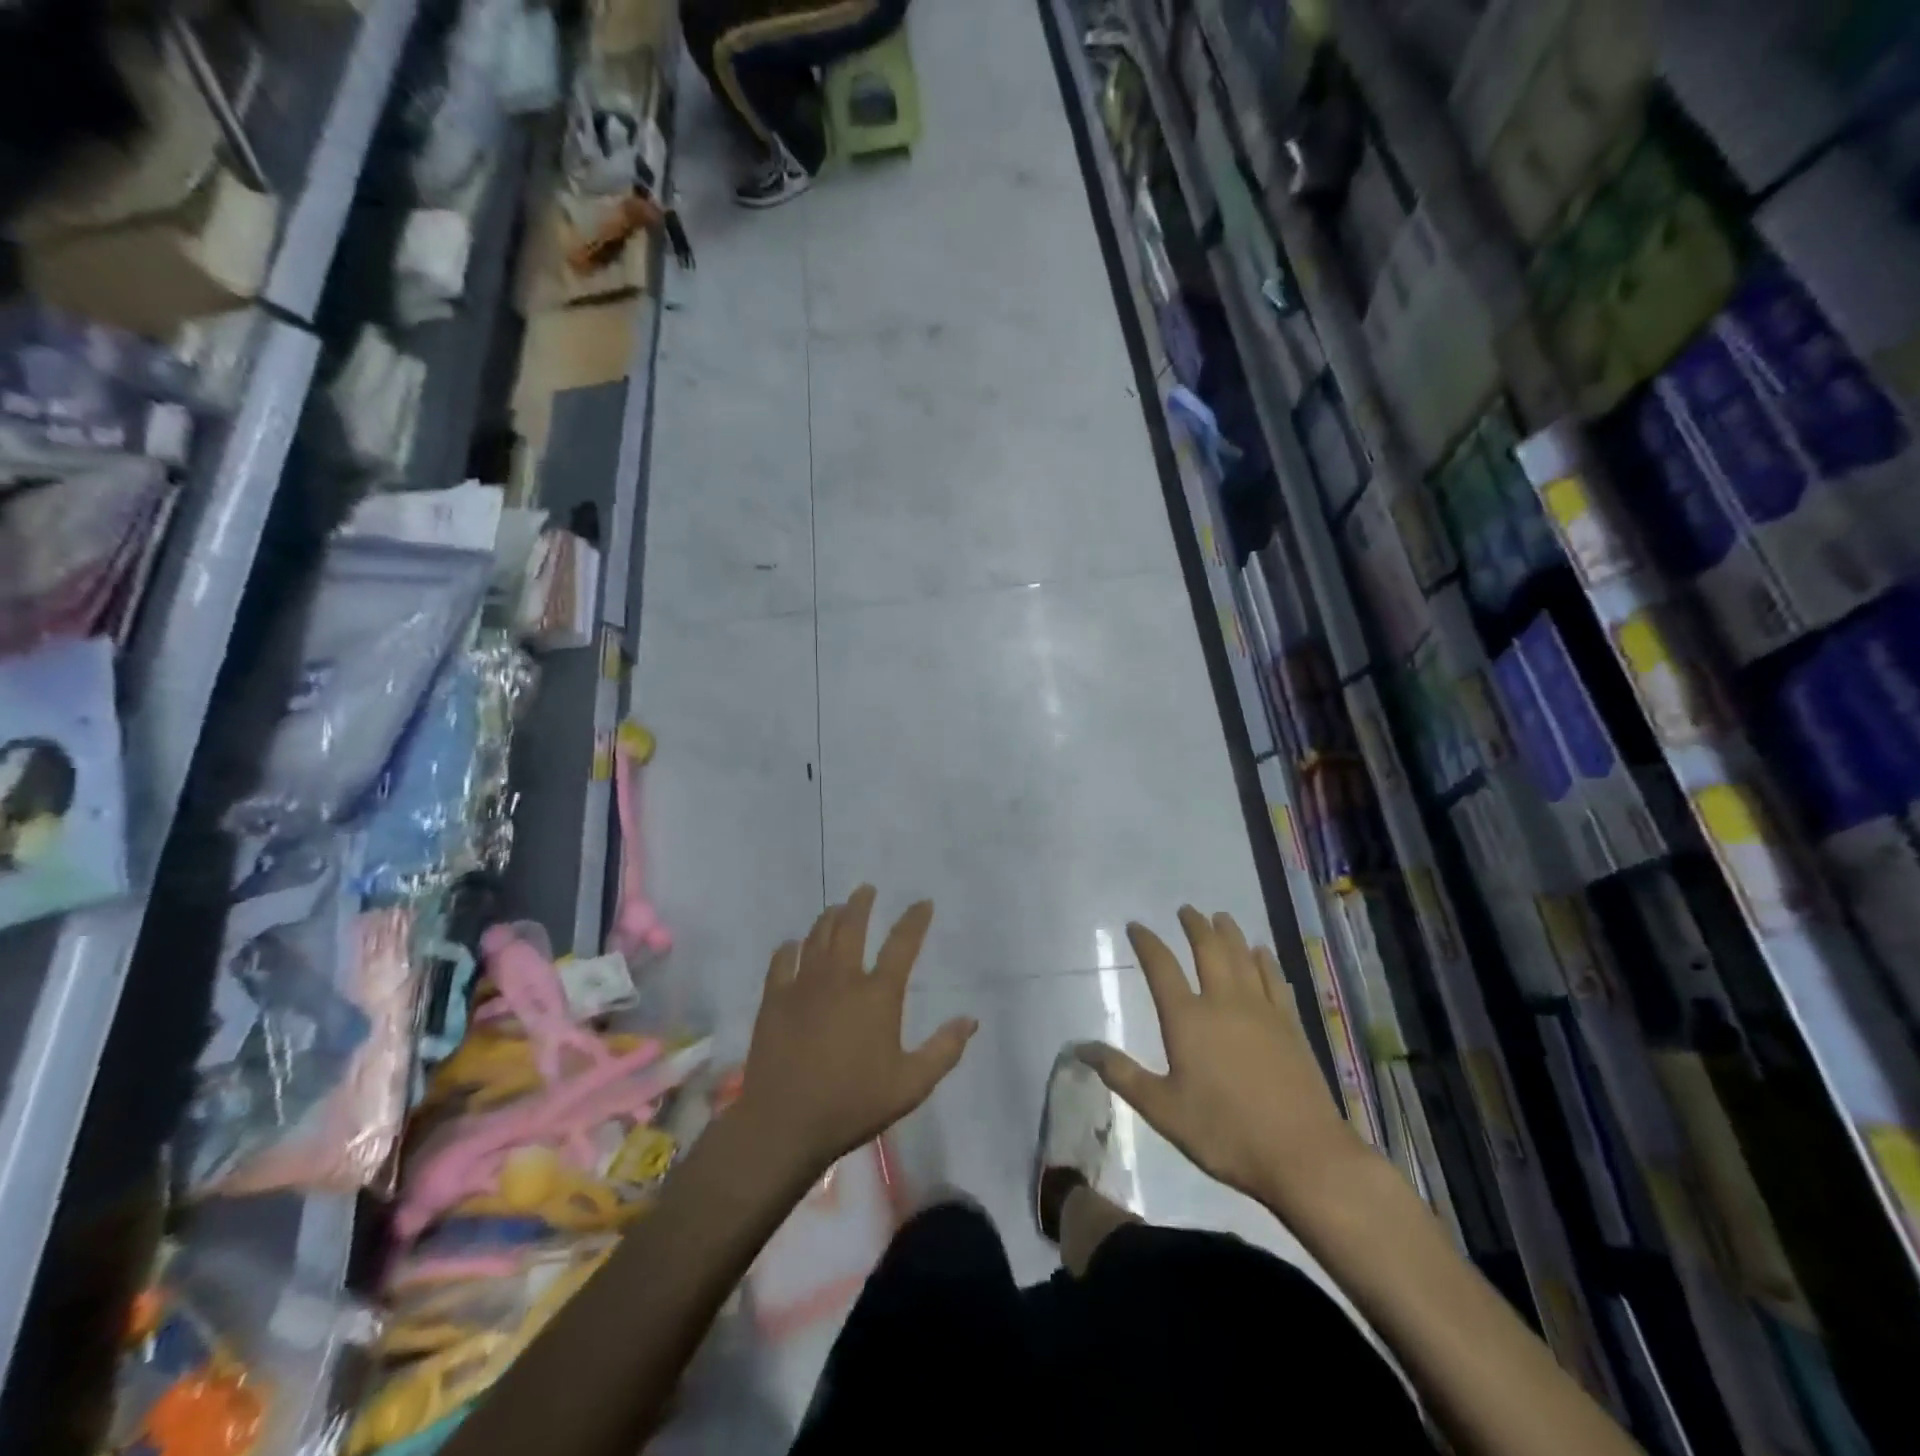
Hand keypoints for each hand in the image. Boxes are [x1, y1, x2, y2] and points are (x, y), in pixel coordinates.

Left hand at [735, 886, 976, 1176]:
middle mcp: (841, 978)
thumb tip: (971, 1020)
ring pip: (817, 937)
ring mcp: (803, 985)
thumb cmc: (853, 1105)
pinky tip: (792, 945)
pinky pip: (781, 961)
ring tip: (836, 908)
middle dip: (861, 904)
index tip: (923, 902)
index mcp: (877, 995)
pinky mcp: (774, 999)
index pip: (902, 944)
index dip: (915, 919)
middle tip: (866, 889)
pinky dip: (789, 948)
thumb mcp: (910, 1085)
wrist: (784, 1124)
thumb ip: (943, 1050)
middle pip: (851, 927)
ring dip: (829, 918)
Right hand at [1082, 908, 1365, 1212]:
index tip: (1136, 926)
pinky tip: (1261, 952)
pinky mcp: (1290, 1024)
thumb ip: (1121, 1074)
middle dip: (1194, 926)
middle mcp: (1223, 1002)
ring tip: (1220, 917)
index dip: (1146, 943)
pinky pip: (1274, 979)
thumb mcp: (1162, 1110)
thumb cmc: (1224, 1132)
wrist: (1302, 1154)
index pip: (1161, 967)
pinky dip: (1265, 960)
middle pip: (1207, 950)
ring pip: (1242, 957)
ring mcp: (1261, 1010)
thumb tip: (1080, 1047)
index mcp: (1187, 1019)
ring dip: (1229, 933)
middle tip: (1186, 910)